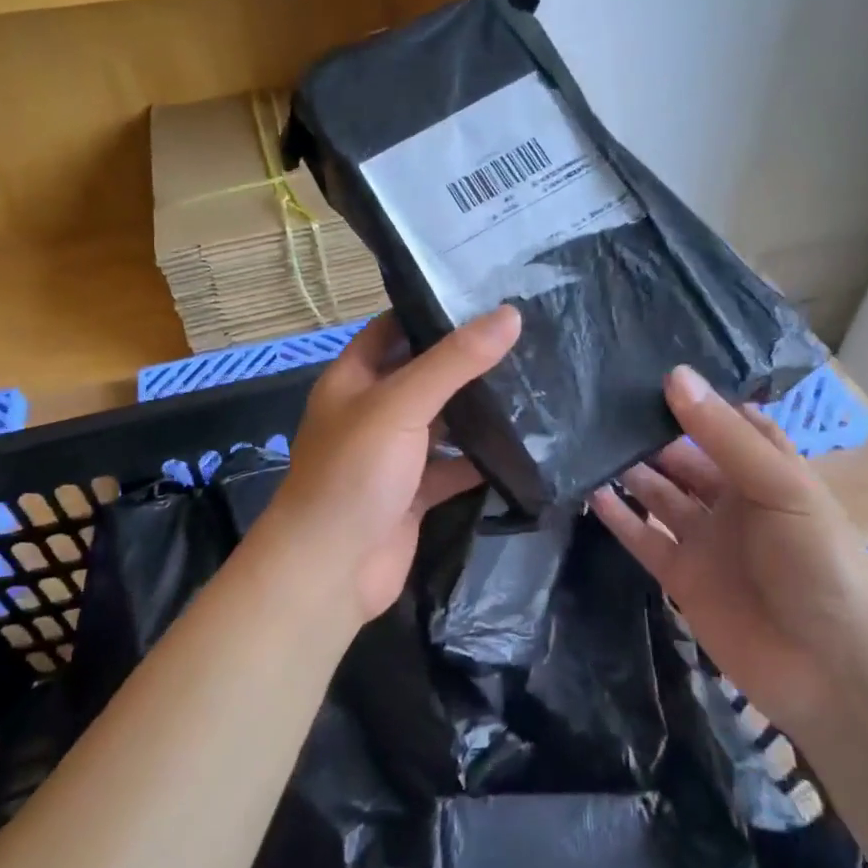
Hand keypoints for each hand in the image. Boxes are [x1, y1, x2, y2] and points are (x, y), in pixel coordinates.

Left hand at [257, 307, 521, 622]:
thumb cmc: (354, 473)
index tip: (485, 297)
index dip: (431, 311)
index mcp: (353, 379)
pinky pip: (453, 468)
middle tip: (524, 339)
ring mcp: (393, 456)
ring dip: (479, 411)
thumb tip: (509, 316)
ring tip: (536, 383)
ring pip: (442, 423)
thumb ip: (454, 361)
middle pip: (423, 376)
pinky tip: (525, 446)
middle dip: (466, 362)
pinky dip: (482, 461)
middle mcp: (372, 412)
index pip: (393, 329)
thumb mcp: (400, 403)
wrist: (331, 570)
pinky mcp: (414, 494)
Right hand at [589, 365, 867, 737]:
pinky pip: (643, 538)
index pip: (724, 424)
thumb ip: (723, 436)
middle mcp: (732, 500)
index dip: (693, 400)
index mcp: (766, 472)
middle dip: (650, 433)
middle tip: (600, 403)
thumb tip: (674, 376)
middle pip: (683, 458)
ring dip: (630, 470)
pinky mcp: (681, 577)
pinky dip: (619, 517)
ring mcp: (705, 540)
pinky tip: (590, 491)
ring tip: (586, 440)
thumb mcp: (780, 487)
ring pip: (659, 494)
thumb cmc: (817, 563)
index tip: (647, 369)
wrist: (830, 670)